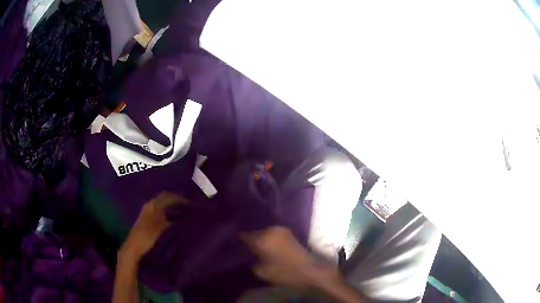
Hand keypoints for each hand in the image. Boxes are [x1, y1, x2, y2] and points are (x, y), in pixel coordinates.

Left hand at [120, 192, 183, 260]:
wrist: (134, 248)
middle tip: (189, 205)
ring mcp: (147, 212)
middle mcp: (149, 206)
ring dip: (172, 206)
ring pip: (162, 205)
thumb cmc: (147, 238)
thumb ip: (170, 219)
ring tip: (184, 211)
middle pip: (164, 198)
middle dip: (176, 200)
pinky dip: (168, 212)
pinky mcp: (147, 220)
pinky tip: (174, 219)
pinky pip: (160, 211)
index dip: (179, 198)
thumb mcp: (160, 228)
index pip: (167, 196)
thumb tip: (183, 213)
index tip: (190, 203)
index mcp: (152, 206)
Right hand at [242, 226, 336, 288]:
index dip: (238, 240)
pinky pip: (272, 232)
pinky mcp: (288, 232)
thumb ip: (250, 261)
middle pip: (254, 232)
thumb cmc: (284, 272)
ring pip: (264, 231)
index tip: (234, 244)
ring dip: (260, 237)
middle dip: (250, 238)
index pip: (244, 235)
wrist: (309, 270)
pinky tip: (267, 245)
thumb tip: (246, 255)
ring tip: (256, 245)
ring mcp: (281, 229)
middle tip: (245, 247)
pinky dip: (268, 237)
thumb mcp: (261, 271)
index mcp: (262, 239)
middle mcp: (270, 230)